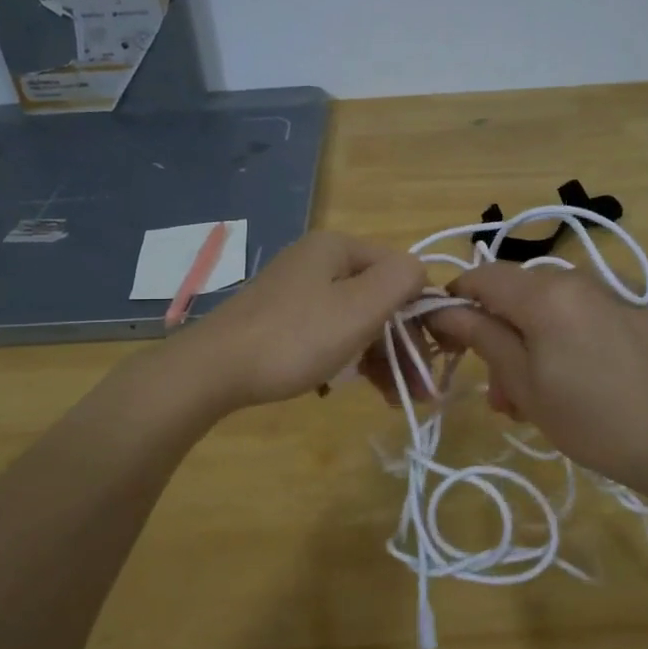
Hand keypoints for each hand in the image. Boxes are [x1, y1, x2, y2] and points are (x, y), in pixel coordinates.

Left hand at [173, 231, 427, 409]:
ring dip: (379, 358)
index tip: (434, 358)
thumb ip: (401, 280)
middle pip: (378, 299)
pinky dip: (345, 359)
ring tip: (393, 400)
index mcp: (337, 248)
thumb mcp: (359, 307)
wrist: (213, 370)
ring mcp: (295, 291)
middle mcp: (317, 261)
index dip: (423, 313)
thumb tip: (420, 274)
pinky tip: (345, 389)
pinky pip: (327, 334)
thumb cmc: (295, 338)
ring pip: (354, 321)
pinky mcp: (279, 320)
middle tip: (418, 391)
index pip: (401, 272)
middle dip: (402, 344)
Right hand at [425, 262, 647, 494]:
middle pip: (517, 293)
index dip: (455, 303)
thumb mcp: (526, 385)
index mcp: (545, 293)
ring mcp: (615, 287)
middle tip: (501, 393)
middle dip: (498, 334)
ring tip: (539, 396)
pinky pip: (586, 309)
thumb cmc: (596, 421)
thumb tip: (443, 309)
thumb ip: (482, 337)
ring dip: (533, 340)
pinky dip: (568, 335)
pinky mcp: (642, 303)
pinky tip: (582, 376)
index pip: (480, 277)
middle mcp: (578, 276)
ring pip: (552, 304)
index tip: (448, 340)